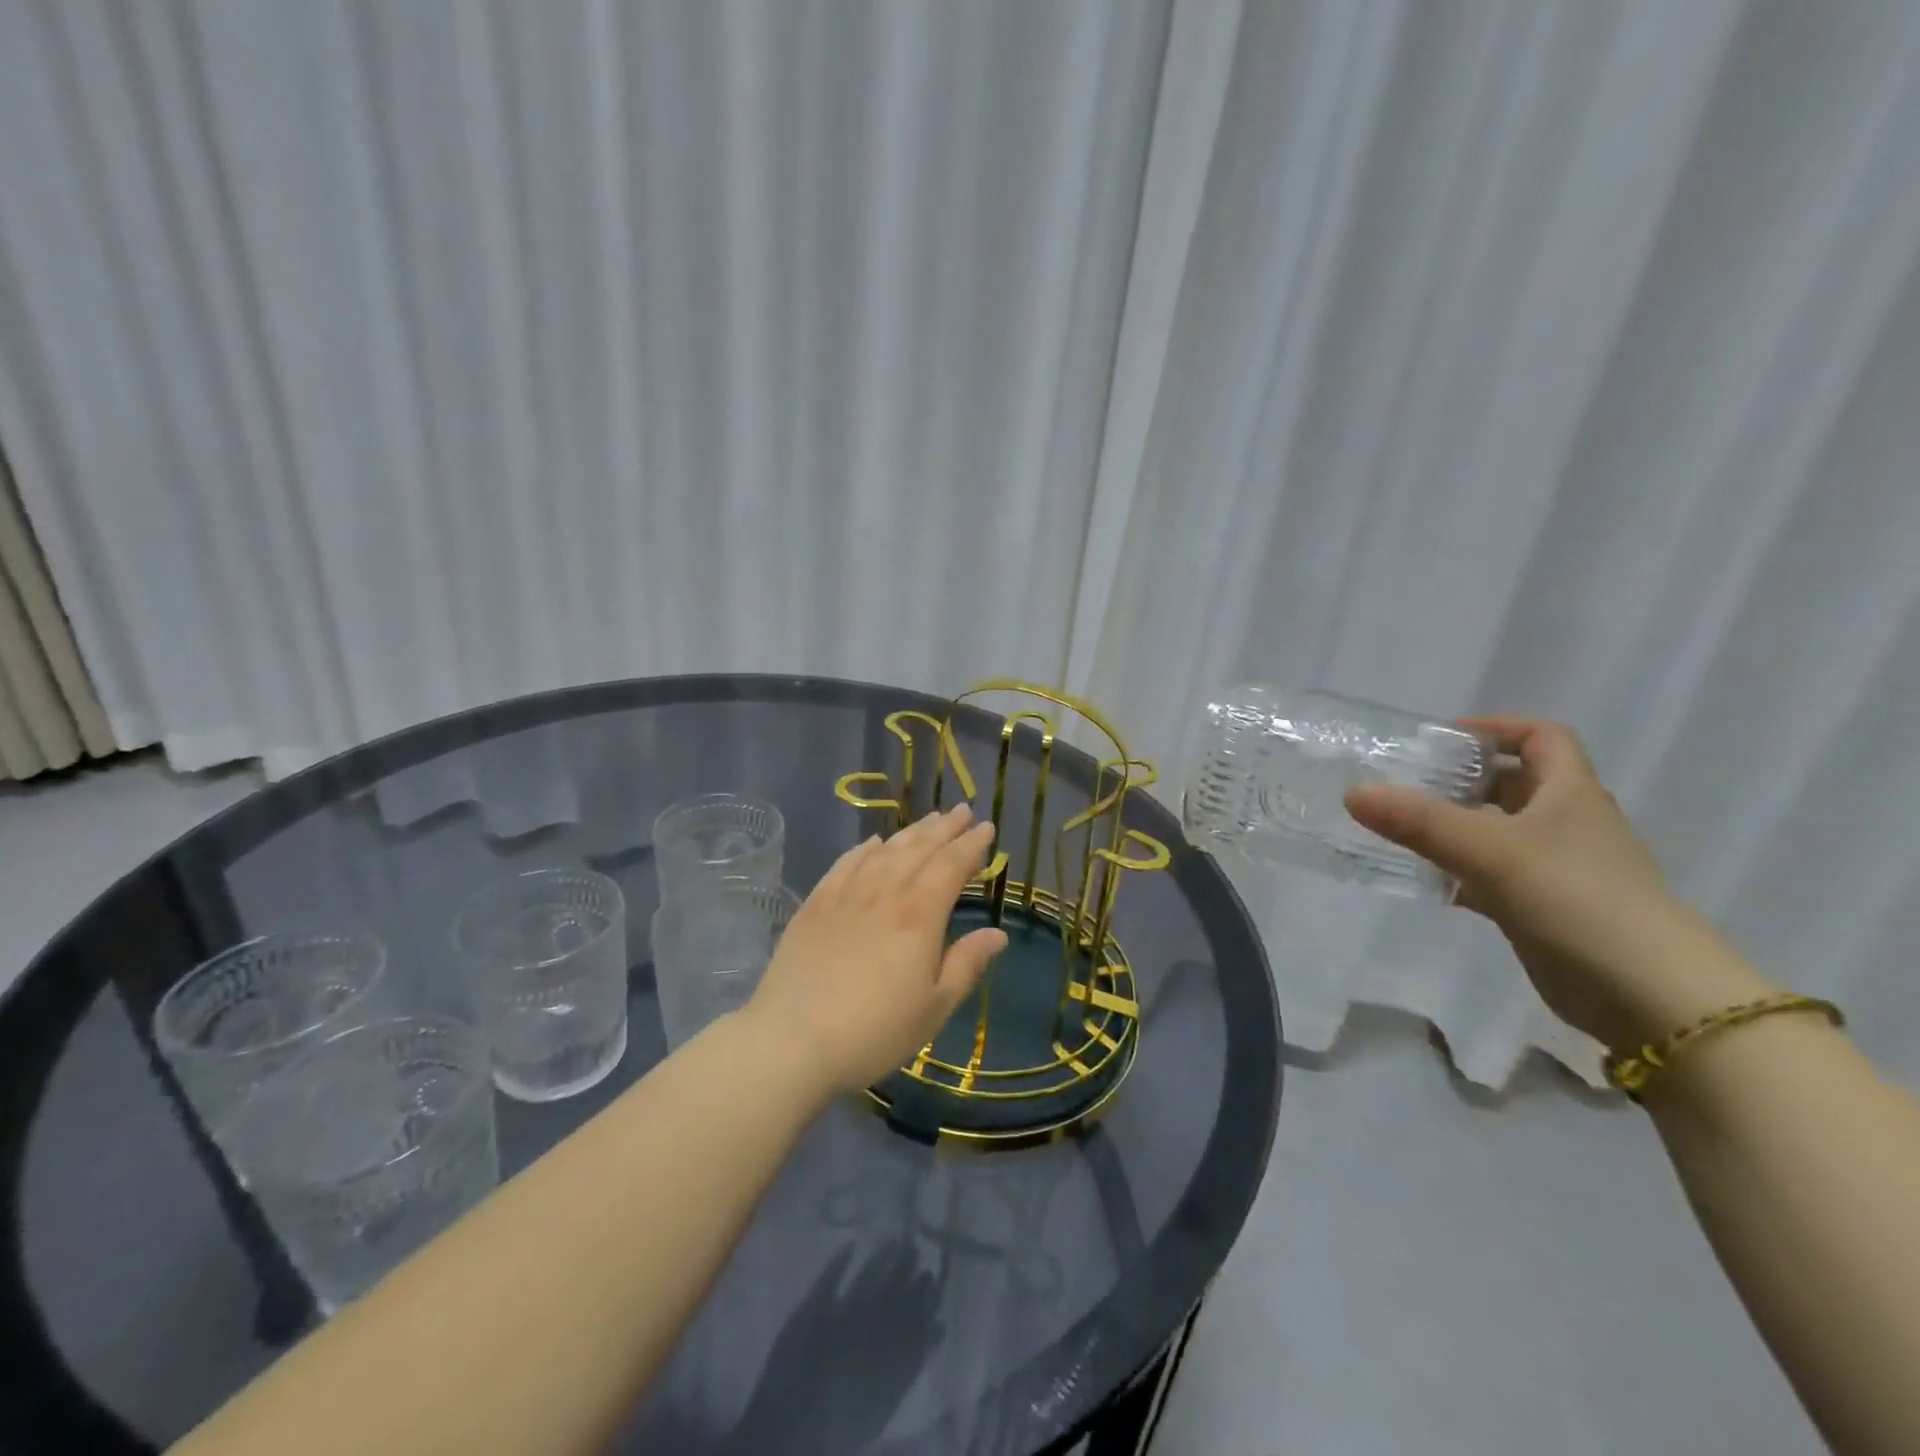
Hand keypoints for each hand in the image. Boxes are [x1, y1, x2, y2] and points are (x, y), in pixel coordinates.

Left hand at [740, 804, 1007, 1092]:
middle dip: (945, 828)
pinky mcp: (816, 905)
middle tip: (963, 811)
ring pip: (885, 851)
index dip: (971, 845)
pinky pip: (846, 864)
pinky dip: (865, 849)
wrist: (792, 1039)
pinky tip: (873, 844)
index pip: (951, 865)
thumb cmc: (874, 1031)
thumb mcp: (934, 1007)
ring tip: (929, 820)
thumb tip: (997, 933)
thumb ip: (967, 964)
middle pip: (919, 849)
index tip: (986, 828)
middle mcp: (884, 893)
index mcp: (919, 915)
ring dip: (910, 832)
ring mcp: (846, 895)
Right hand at [1345, 717, 1767, 1049]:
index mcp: (1570, 794)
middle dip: (1461, 781)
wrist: (1648, 995)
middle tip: (1404, 784)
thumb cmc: (1576, 899)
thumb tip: (1354, 793)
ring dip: (1454, 828)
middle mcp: (1568, 824)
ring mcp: (1558, 869)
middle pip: (1514, 785)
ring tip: (1399, 828)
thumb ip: (1419, 821)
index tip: (1443, 738)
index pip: (1542, 738)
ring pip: (1498, 833)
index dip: (1497, 728)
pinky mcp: (1544, 909)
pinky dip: (1459, 873)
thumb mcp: (1489, 850)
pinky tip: (1424, 881)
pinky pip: (1492, 877)